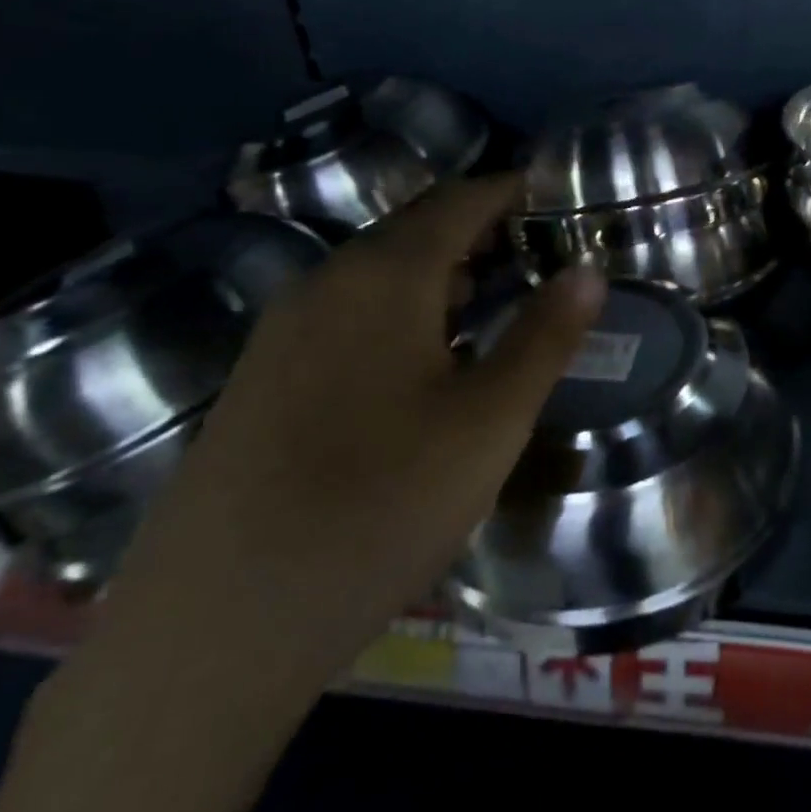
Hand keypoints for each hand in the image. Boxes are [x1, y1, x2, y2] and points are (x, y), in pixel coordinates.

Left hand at [91, 175, 606, 701]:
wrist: (221, 620)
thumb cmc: (382, 504)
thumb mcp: (489, 421)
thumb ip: (544, 338)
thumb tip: (589, 272)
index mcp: (383, 276)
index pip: (460, 201)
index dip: (512, 191)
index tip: (557, 196)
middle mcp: (324, 283)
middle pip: (415, 230)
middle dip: (481, 230)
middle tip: (540, 252)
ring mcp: (282, 330)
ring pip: (378, 274)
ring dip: (441, 273)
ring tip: (496, 300)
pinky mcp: (262, 378)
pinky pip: (347, 313)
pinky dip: (401, 310)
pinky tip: (425, 359)